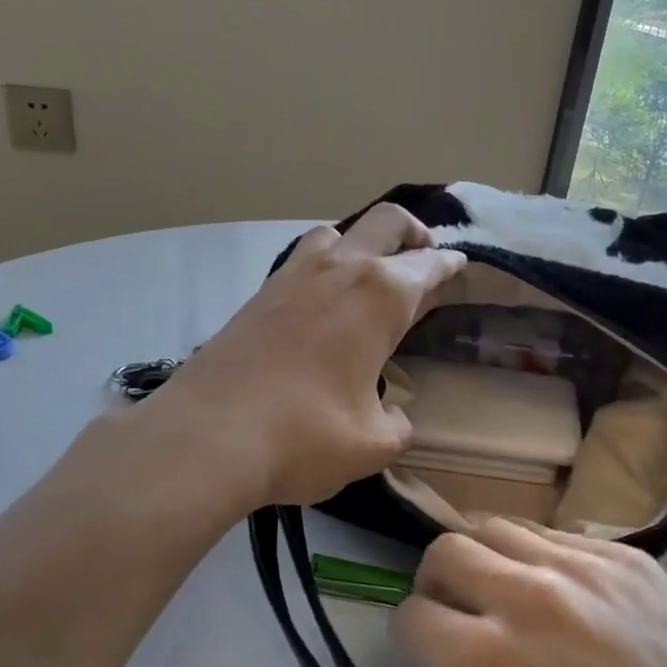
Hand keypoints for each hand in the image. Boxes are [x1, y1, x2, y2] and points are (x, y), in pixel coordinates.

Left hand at [161, 205, 464, 508]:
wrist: (208, 436)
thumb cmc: (306, 436)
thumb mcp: (372, 444)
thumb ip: (395, 425)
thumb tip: (393, 417)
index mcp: (381, 296)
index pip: (428, 266)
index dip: (449, 266)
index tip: (459, 266)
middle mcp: (340, 271)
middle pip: (386, 222)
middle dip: (413, 232)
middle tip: (424, 254)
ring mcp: (292, 277)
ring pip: (336, 232)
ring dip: (361, 242)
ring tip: (370, 273)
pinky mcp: (257, 295)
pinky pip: (301, 260)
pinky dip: (324, 265)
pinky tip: (321, 301)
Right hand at [392, 519, 666, 666]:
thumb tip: (453, 663)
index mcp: (484, 661)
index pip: (411, 616)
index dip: (413, 637)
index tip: (430, 651)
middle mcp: (522, 595)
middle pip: (445, 549)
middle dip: (438, 582)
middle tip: (460, 611)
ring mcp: (579, 566)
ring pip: (498, 526)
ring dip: (487, 559)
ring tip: (509, 592)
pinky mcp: (625, 555)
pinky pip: (558, 536)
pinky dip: (542, 559)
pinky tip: (567, 594)